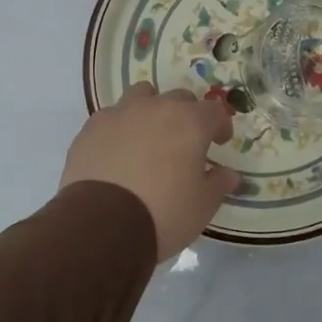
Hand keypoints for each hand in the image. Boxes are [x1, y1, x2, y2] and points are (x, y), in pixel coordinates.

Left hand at [62, 84, 238, 259]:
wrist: (102, 225)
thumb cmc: (163, 212)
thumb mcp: (203, 205)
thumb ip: (219, 183)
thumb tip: (230, 175)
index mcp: (189, 122)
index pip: (214, 111)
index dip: (220, 125)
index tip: (219, 142)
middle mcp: (156, 108)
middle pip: (179, 98)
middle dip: (187, 116)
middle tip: (185, 142)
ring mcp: (120, 114)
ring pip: (142, 96)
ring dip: (151, 110)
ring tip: (149, 137)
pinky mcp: (91, 128)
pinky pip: (112, 117)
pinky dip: (121, 128)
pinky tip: (118, 152)